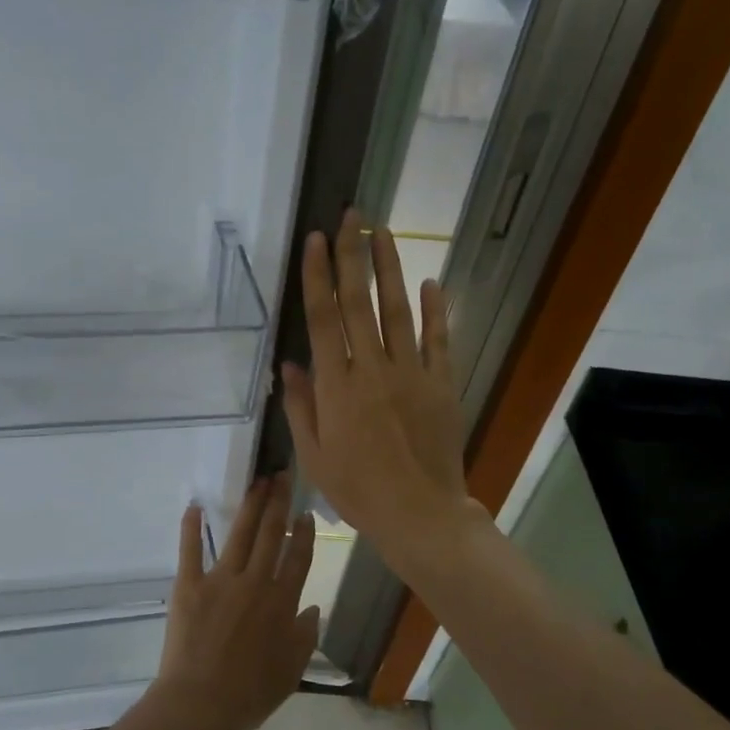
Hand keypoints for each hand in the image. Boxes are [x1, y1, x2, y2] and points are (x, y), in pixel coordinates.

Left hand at [153, 474, 319, 729]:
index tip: (304, 511)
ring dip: (250, 505)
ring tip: (257, 482)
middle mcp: (256, 582)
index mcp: (283, 602)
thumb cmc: (250, 694)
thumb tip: (313, 608)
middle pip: (271, 534)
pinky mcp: (190, 584)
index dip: (303, 532)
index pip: (298, 557)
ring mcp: (221, 580)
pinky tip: (195, 505)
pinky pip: (191, 550)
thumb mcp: (291, 671)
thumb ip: (305, 636)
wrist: (201, 703)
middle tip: (281, 476)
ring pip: (240, 534)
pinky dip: (191, 527)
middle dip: (278, 502)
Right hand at [280, 211, 473, 566]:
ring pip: (399, 310)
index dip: (319, 275)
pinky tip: (432, 282)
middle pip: (359, 302)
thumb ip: (301, 406)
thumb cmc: (358, 490)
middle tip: (353, 216)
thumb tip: (289, 365)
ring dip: (391, 269)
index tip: (317, 239)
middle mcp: (372, 369)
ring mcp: (411, 374)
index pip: (324, 318)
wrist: (419, 513)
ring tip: (384, 234)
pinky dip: (437, 310)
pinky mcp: (441, 384)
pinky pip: (439, 339)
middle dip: (354, 255)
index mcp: (336, 387)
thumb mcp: (314, 456)